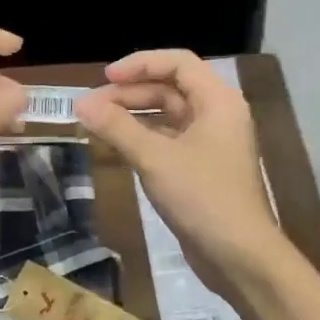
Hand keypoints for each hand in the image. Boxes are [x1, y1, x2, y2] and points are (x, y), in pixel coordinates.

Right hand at [74, 50, 286, 293]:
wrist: (238, 256)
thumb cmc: (202, 197)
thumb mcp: (155, 158)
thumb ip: (117, 127)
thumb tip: (81, 104)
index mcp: (217, 101)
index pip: (178, 63)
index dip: (140, 64)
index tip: (105, 78)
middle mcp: (217, 115)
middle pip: (170, 88)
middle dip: (130, 93)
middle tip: (91, 106)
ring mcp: (211, 143)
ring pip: (167, 115)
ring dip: (133, 115)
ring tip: (97, 122)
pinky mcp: (201, 168)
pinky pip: (168, 140)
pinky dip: (142, 137)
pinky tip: (117, 145)